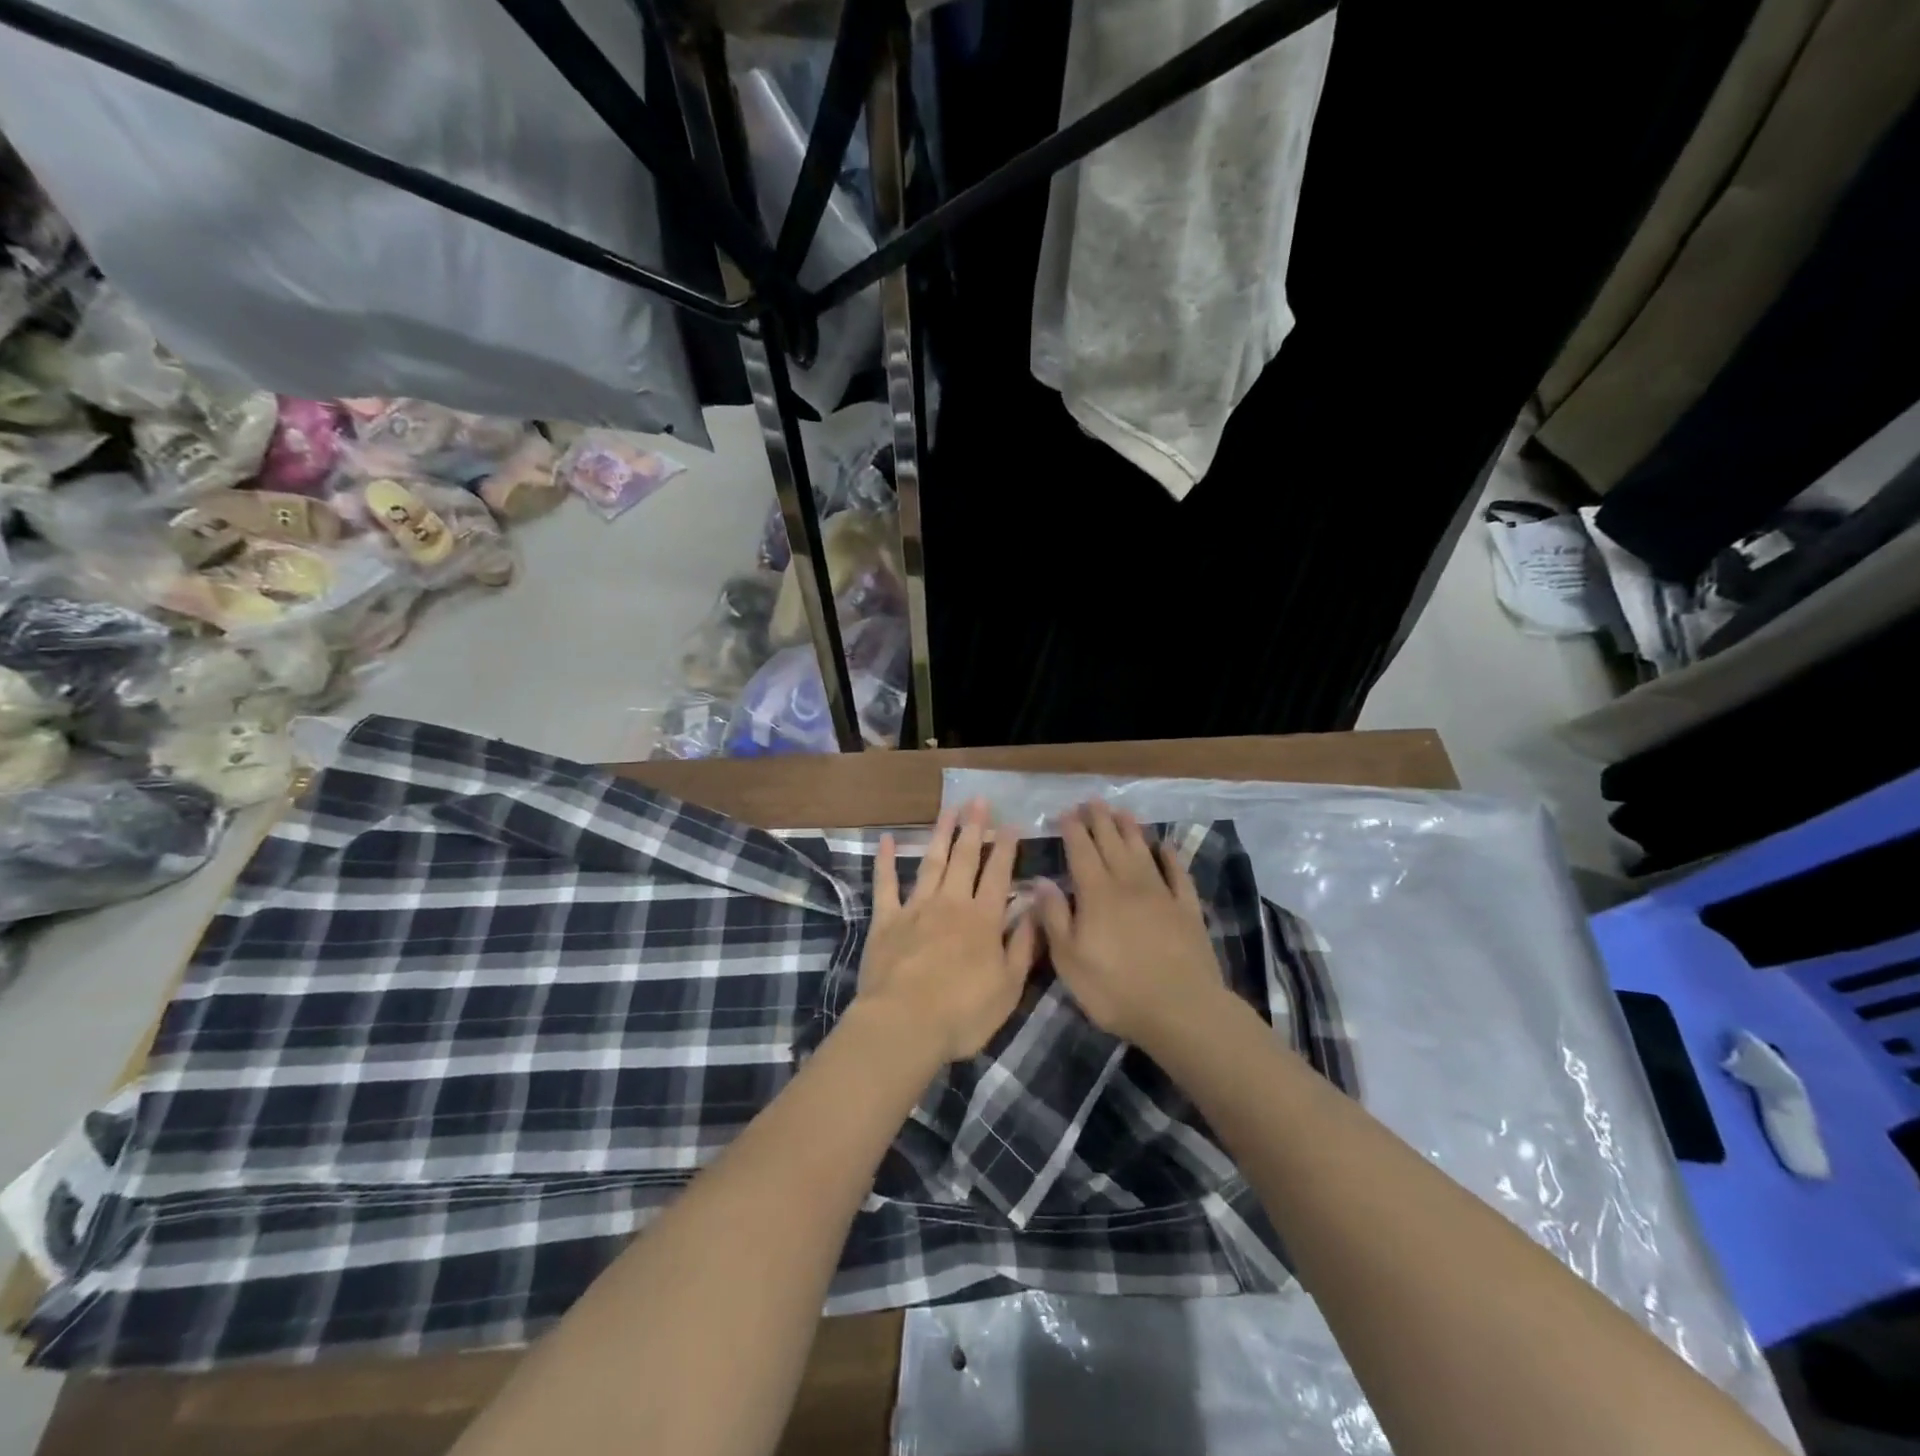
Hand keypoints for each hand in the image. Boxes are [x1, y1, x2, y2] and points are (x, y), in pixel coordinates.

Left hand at [856, 799, 1038, 1062]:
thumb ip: (1024, 945)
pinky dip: (886, 861)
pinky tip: (886, 839)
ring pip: (931, 862)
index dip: (1006, 848)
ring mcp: (916, 908)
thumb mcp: (1009, 987)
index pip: (999, 875)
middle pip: (965, 859)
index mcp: (983, 920)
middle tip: (979, 801)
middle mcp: (951, 904)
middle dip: (974, 828)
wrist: (904, 1024)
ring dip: (941, 834)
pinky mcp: (886, 920)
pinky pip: (885, 884)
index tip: (1012, 824)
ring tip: (949, 809)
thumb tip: (1036, 908)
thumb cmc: (963, 1013)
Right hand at [1034, 801, 1233, 1049]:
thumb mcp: (1069, 960)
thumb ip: (1054, 917)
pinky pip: (1178, 874)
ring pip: (1143, 851)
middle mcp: (1128, 884)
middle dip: (1099, 820)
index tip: (1065, 812)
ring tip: (1121, 812)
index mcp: (1096, 894)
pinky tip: (1166, 847)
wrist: (1181, 1010)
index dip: (1072, 830)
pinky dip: (1171, 857)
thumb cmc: (1115, 990)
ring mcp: (1161, 894)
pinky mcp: (1187, 910)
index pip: (1081, 852)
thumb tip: (1042, 881)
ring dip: (1131, 829)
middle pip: (1112, 843)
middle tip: (1092, 801)